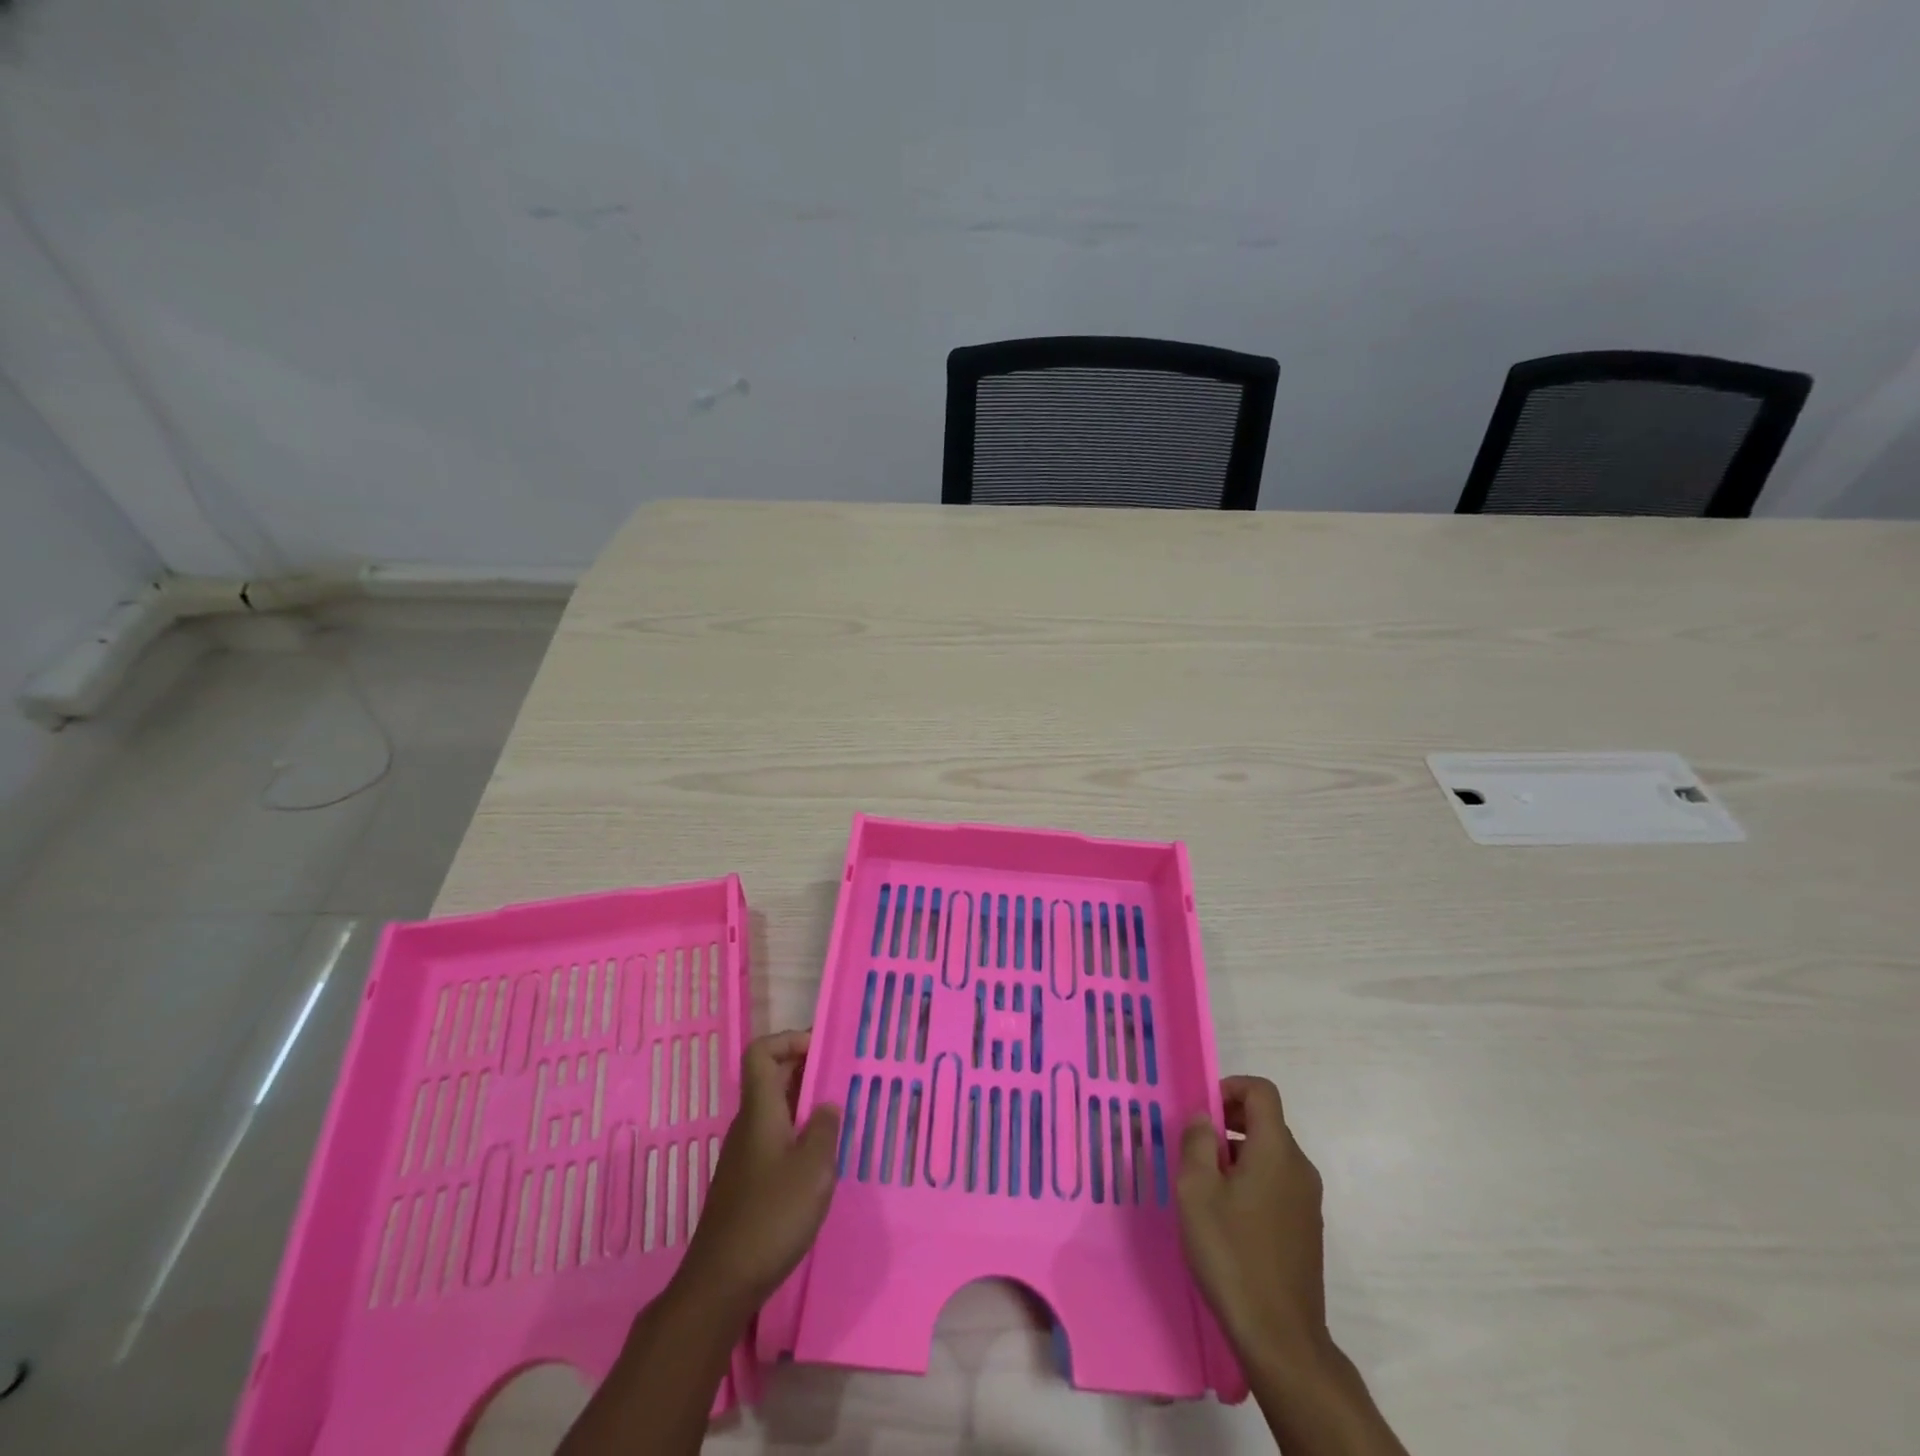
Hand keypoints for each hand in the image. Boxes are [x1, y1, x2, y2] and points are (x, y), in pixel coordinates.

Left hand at [678, 1030, 840, 1316]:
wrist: (720, 1284)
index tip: (822, 1049)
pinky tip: (819, 1161)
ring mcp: (744, 1155)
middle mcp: (748, 1125)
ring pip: (774, 1110)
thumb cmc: (771, 1217)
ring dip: (804, 1105)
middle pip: (771, 1078)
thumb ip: (825, 1129)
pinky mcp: (746, 1182)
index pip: (761, 1053)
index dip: (789, 1040)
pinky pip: (774, 1138)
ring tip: (839, 1119)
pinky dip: (797, 1134)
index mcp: (760, 1112)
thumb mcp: (814, 1169)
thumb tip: (826, 1106)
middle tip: (842, 1079)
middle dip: (806, 1070)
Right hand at [1177, 1075, 1328, 1366]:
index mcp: (1277, 1150)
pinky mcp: (1306, 1229)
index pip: (1261, 1091)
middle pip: (1266, 1121)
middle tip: (1194, 1146)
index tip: (1202, 1111)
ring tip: (1204, 1184)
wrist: (1280, 1338)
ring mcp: (1307, 1201)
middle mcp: (1299, 1168)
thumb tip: (1203, 1117)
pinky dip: (1251, 1180)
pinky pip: (1277, 1183)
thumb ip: (1196, 1142)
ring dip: (1237, 1153)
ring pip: (1270, 1154)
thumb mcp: (1197, 1190)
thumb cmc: (1232, 1253)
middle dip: (1228, 1121)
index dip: (1230, 1087)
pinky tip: (1226, 1216)